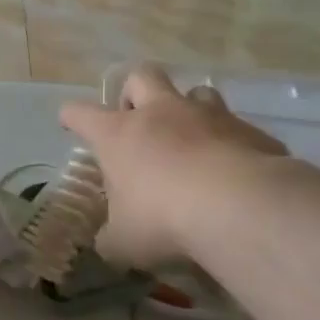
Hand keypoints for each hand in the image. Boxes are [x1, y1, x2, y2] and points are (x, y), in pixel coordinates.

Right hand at [59, 66, 294, 270]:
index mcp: (119, 135)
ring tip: (190, 140)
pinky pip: (236, 129)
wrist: (239, 207)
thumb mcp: (123, 242)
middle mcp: (161, 113)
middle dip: (134, 92)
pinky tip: (233, 172)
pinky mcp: (249, 131)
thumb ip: (111, 238)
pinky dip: (230, 144)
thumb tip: (109, 242)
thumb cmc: (163, 219)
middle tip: (137, 121)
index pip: (82, 114)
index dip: (72, 116)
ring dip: (189, 111)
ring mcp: (209, 117)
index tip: (70, 122)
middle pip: (142, 77)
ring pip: (196, 92)